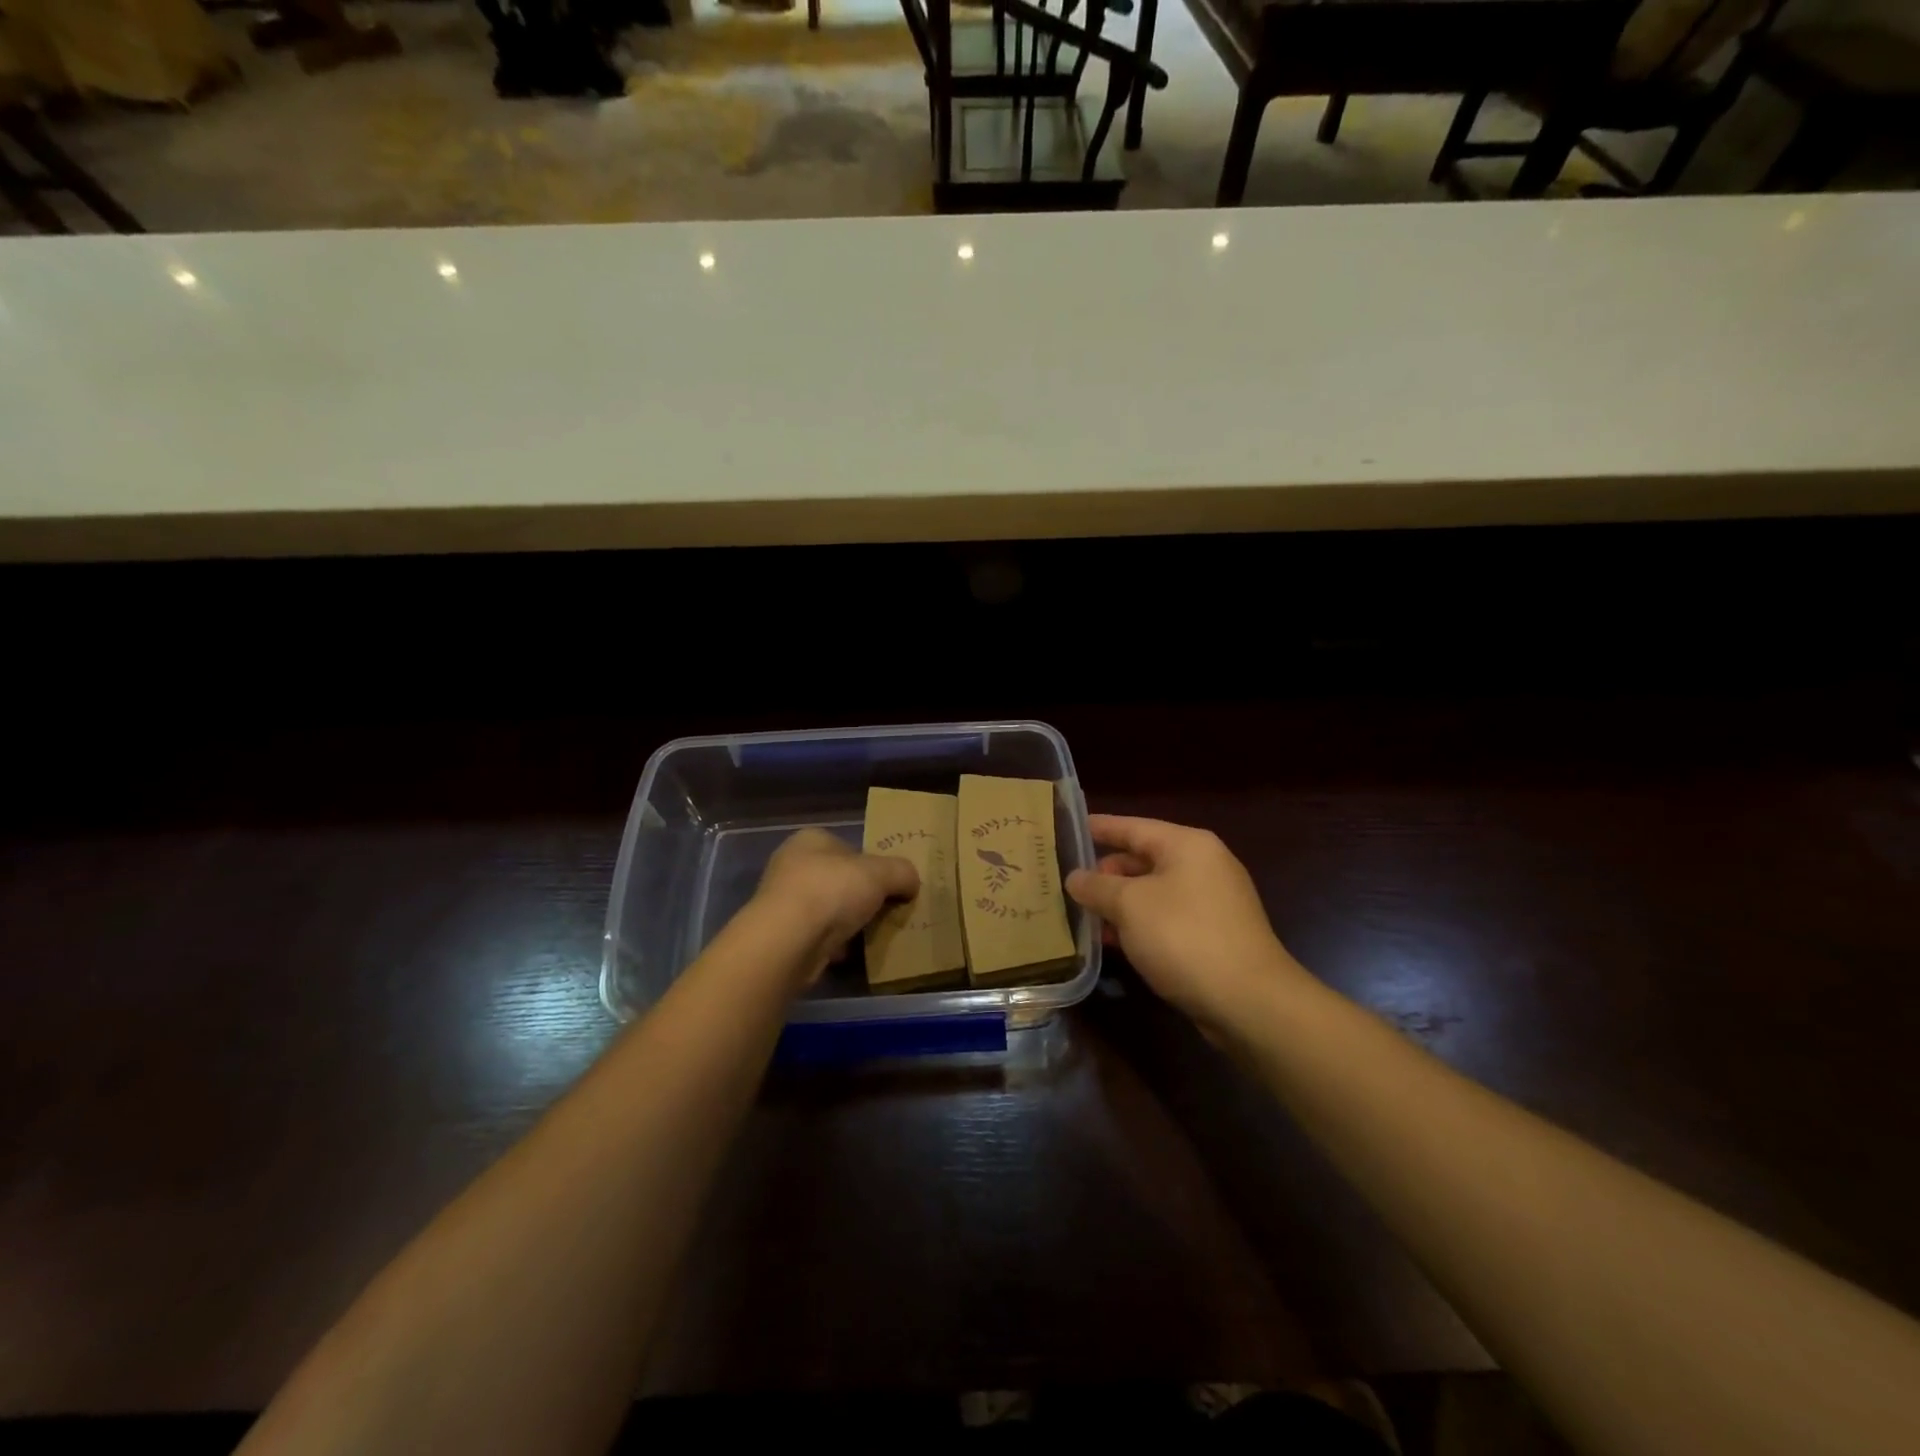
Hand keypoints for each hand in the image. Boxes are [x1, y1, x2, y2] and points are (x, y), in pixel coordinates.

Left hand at [752, 828, 918, 982]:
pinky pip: (818, 936)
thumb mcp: (882, 873)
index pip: (849, 847)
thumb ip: (902, 872)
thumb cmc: (833, 891)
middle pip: (839, 879)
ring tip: (872, 935)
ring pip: (828, 909)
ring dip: (848, 923)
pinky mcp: (782, 935)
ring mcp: (783, 901)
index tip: (890, 886)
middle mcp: (792, 865)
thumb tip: (911, 883)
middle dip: (861, 897)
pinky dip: (834, 945)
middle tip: (886, 912)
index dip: (872, 865)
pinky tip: (850, 954)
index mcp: (811, 839)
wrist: (788, 941)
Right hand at [1065, 815, 1306, 1030]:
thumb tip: (1074, 877)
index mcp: (1187, 845)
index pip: (1132, 826)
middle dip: (1105, 872)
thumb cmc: (1184, 937)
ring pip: (1152, 891)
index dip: (1099, 828)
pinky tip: (1112, 941)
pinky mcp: (1214, 934)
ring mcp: (1212, 901)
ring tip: (1081, 915)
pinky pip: (1166, 917)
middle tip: (1067, 883)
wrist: (1249, 1001)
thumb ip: (1097, 886)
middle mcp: (1203, 865)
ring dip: (1119, 903)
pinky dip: (1139, 923)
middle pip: (1142, 859)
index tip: (1068, 828)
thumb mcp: (1129, 906)